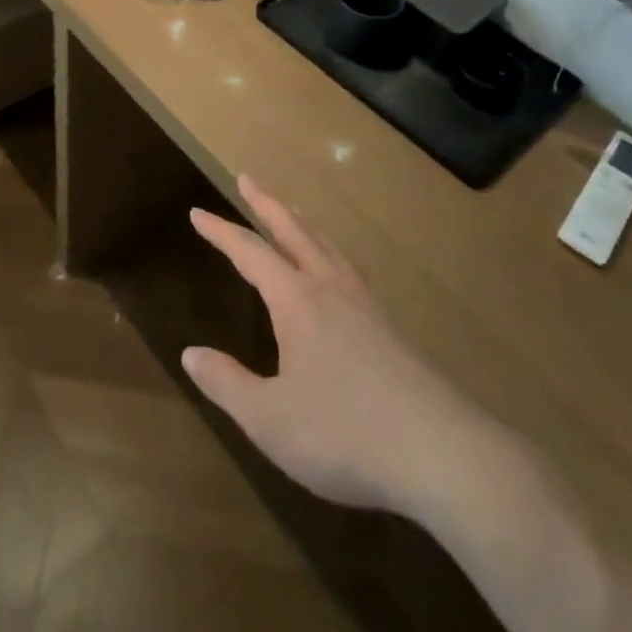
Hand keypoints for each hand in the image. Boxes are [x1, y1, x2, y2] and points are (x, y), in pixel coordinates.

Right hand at [182, 176, 470, 514]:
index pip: (250, 253)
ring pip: (328, 246)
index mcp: (297, 301)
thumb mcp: (270, 419)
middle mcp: (331, 289)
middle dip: (266, 204)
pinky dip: (332, 252)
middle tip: (247, 178)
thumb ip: (228, 384)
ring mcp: (366, 305)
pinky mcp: (391, 328)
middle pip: (294, 231)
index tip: (197, 212)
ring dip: (303, 223)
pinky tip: (338, 271)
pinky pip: (351, 269)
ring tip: (293, 211)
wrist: (441, 453)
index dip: (221, 232)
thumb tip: (190, 354)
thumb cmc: (345, 433)